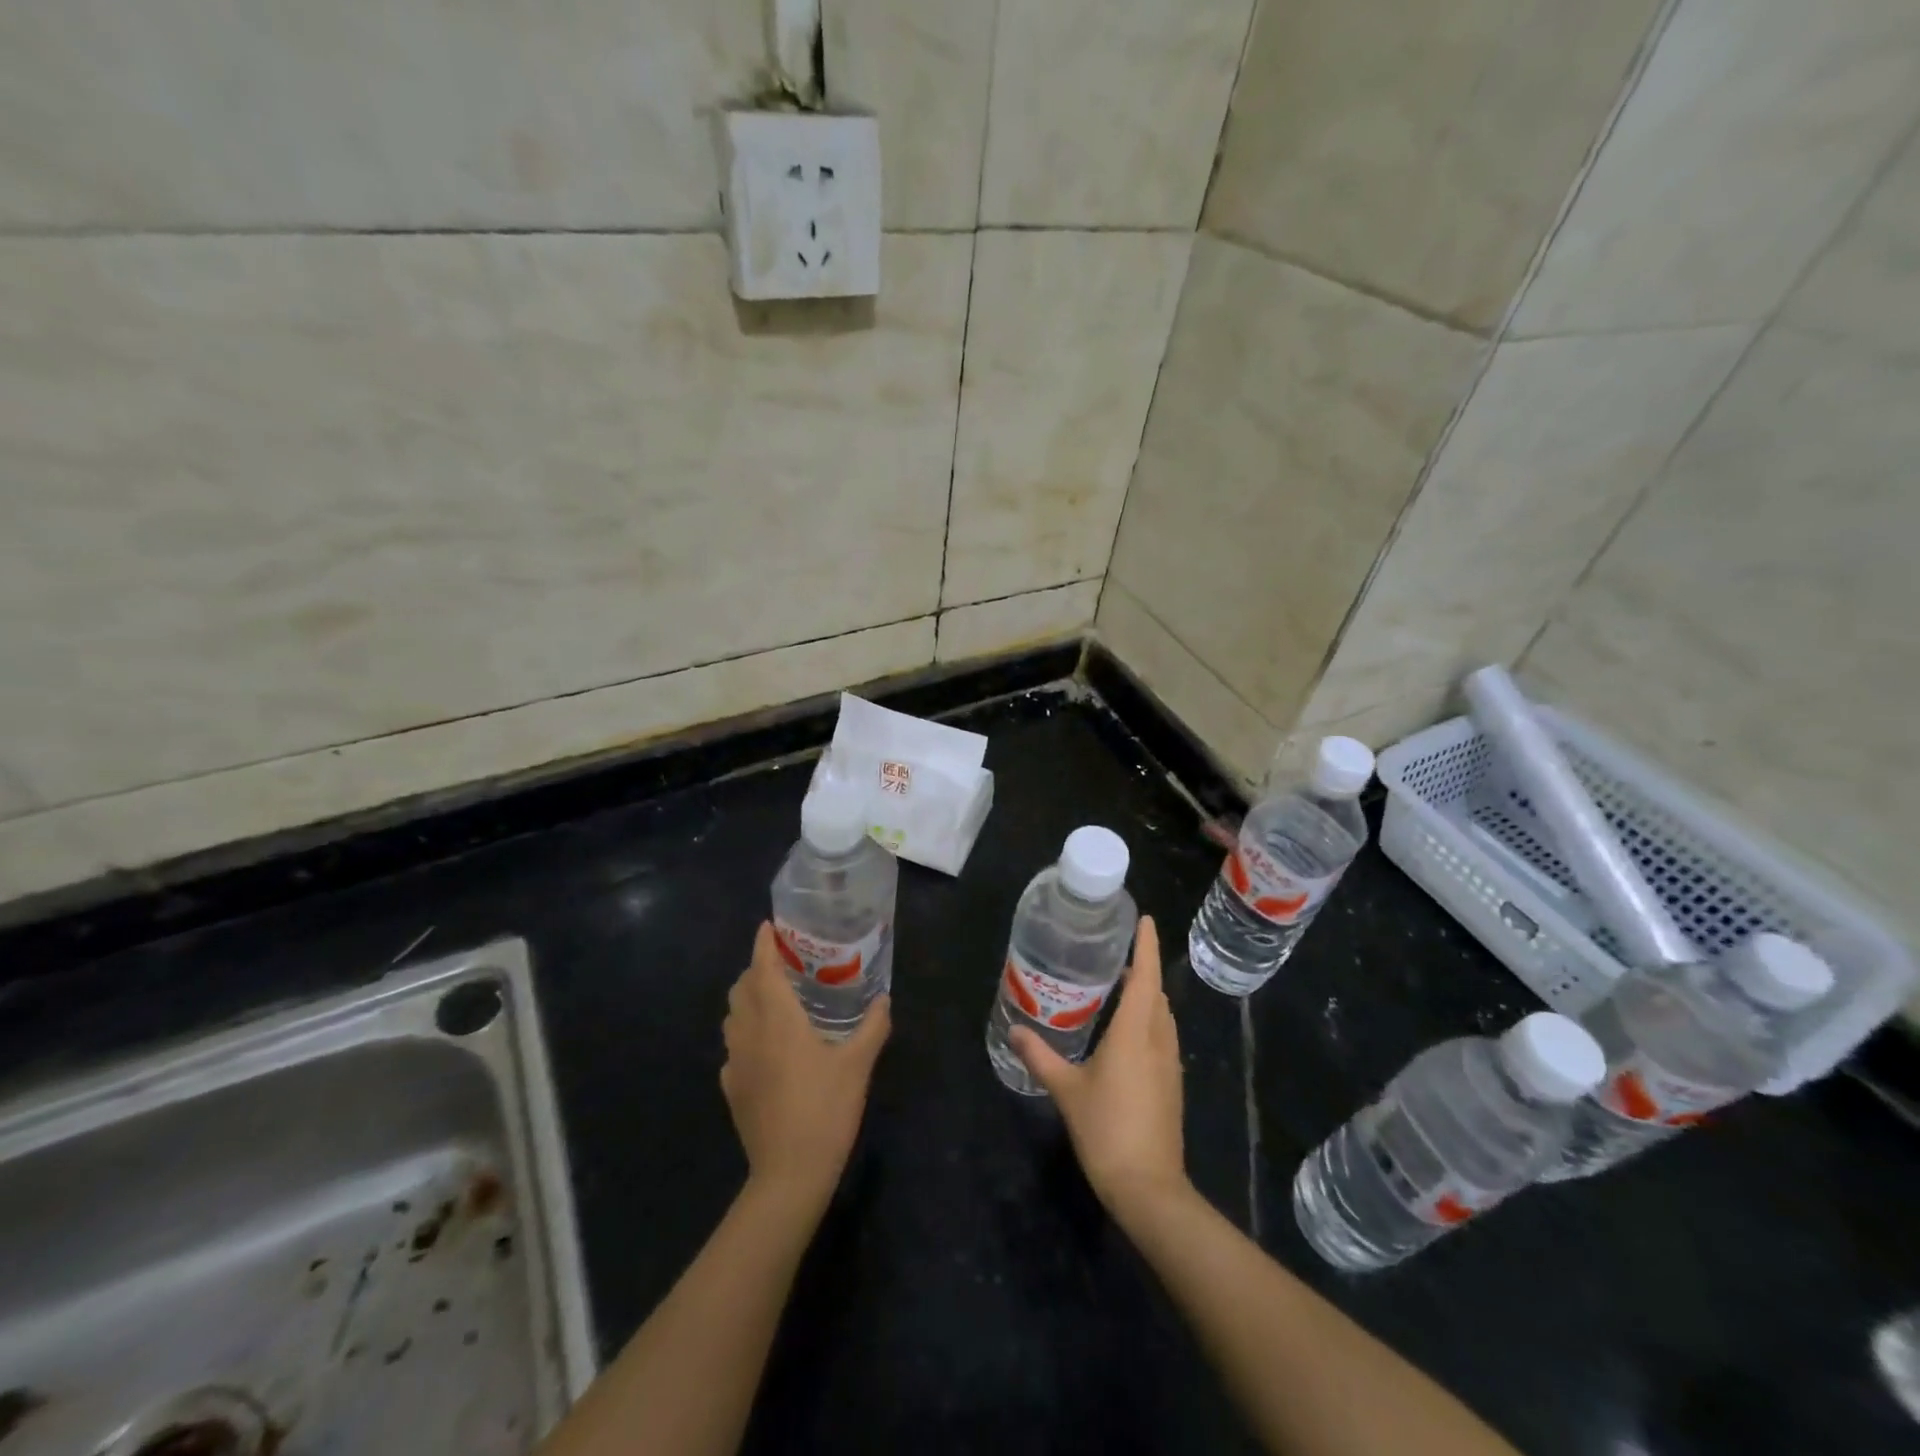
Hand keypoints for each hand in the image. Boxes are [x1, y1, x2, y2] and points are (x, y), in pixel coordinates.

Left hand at [721, 923, 890, 1214]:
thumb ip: (872, 1027)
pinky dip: (745, 1033)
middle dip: (757, 969)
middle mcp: (750, 1033)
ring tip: (775, 1000)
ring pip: (733, 1016)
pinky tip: (767, 1047)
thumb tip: (884, 998)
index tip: (769, 926)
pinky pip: (733, 1047)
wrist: (789, 1174)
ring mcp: (736, 1062)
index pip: (763, 968)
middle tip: (784, 964)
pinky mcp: (732, 1088)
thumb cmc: (825, 1110)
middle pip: (742, 988)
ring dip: (748, 999)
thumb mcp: (858, 1065)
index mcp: (778, 1019)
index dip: (763, 944)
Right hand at [1010, 916, 1190, 1221]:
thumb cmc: (1107, 1130)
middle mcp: (1157, 1041)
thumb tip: (1015, 1029)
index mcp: (1135, 1033)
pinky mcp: (1172, 1084)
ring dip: (1148, 995)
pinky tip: (1128, 1031)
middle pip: (1157, 993)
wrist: (1149, 1187)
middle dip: (1143, 968)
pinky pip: (1162, 1036)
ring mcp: (1169, 1064)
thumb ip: (1040, 1056)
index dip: (1146, 946)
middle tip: (1118, 952)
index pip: (1145, 978)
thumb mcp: (1066, 1090)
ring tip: (1121, 985)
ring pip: (1163, 1016)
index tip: (1144, 919)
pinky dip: (1149, 1019)